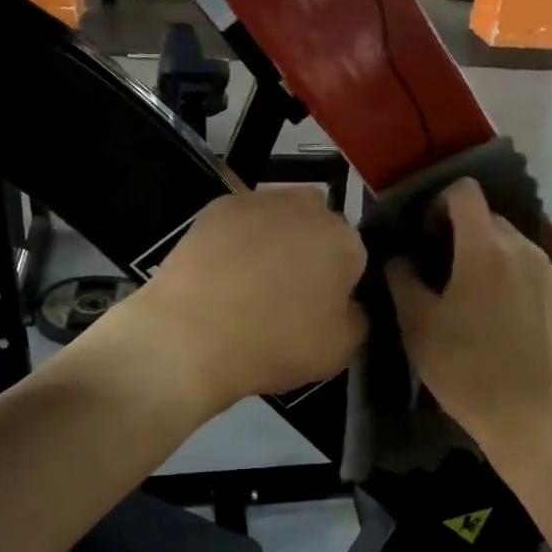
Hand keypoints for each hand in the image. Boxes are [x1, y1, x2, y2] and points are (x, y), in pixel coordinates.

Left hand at [121, 187, 366, 410]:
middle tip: (290, 295)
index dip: (342, 287)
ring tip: (252, 283)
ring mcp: (258, 201)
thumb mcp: (340, 350)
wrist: (191, 335)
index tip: (322, 311)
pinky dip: (237, 240)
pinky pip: (241, 222)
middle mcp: (307, 208)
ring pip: (280, 219)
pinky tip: (223, 273)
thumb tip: (351, 304)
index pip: (356, 259)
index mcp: (344, 240)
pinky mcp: (215, 207)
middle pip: (319, 229)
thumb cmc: (276, 343)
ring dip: (276, 241)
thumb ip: (359, 319)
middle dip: (312, 253)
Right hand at [385, 179, 551, 456]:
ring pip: (514, 245)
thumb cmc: (465, 370)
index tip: (425, 235)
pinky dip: (515, 278)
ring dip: (490, 257)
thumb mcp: (417, 326)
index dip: (439, 203)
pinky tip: (506, 318)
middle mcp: (524, 248)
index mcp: (485, 249)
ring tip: (476, 298)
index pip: (465, 192)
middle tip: (443, 272)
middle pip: (489, 219)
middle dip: (463, 233)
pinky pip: (534, 270)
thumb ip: (402, 279)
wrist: (530, 418)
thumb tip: (400, 257)